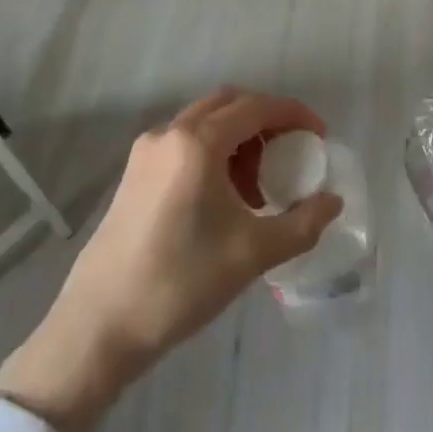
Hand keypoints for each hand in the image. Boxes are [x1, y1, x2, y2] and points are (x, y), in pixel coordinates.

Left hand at [0, 89, 341, 431]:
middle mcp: (169, 134)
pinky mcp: (133, 175)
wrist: (99, 327)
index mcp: (197, 142)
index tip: (320, 136)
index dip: (294, 115)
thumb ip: (302, 223)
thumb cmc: (181, 282)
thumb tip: (333, 202)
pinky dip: (214, 152)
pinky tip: (225, 197)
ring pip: (205, 123)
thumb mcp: (252, 253)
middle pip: (229, 104)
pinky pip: (185, 143)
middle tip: (292, 152)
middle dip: (266, 121)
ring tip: (260, 185)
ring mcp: (146, 152)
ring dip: (239, 139)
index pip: (257, 107)